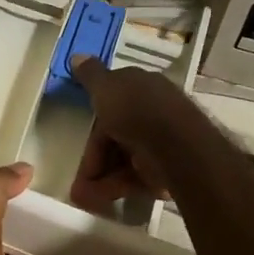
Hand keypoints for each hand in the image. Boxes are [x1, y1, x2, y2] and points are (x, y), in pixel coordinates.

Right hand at [67, 56, 191, 213]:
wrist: (176, 146)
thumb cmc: (136, 110)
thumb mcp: (106, 87)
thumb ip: (90, 75)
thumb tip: (76, 55)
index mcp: (142, 88)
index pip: (112, 103)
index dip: (93, 123)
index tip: (77, 140)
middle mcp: (154, 111)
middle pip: (117, 136)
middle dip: (95, 159)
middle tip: (79, 181)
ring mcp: (162, 142)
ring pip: (125, 160)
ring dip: (103, 178)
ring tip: (86, 197)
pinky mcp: (168, 169)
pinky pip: (138, 178)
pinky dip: (120, 187)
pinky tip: (103, 198)